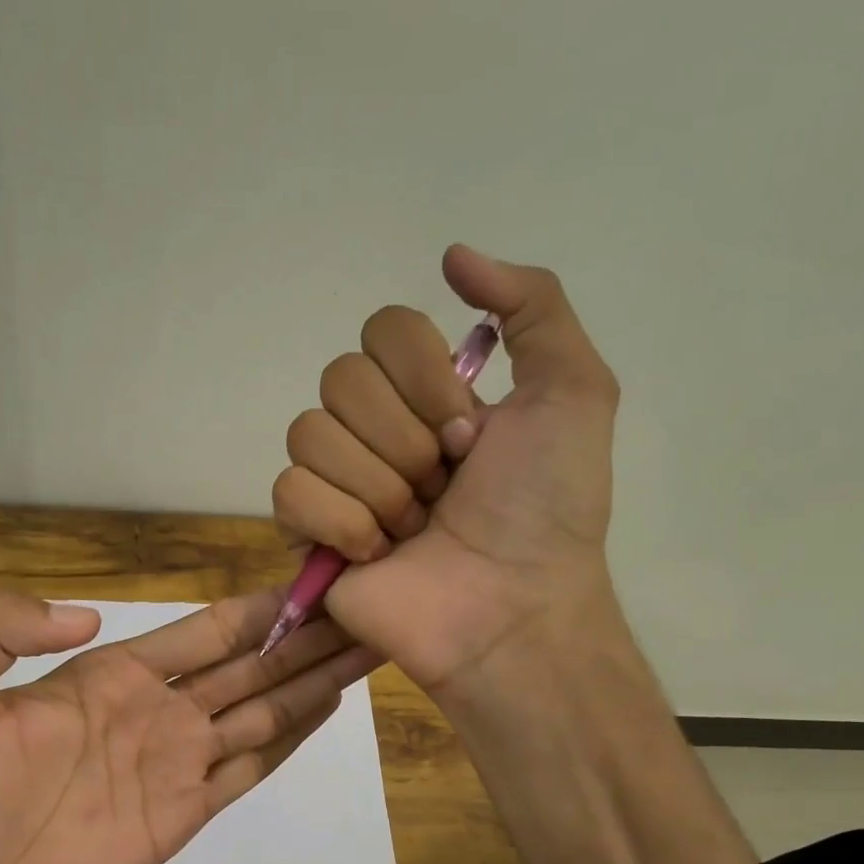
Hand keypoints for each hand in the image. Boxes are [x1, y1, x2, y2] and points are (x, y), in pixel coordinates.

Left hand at [0, 588, 378, 863]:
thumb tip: (88, 619)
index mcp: (109, 675)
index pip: (201, 631)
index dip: (255, 609)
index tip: (307, 585)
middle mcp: (154, 712)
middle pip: (247, 665)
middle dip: (302, 638)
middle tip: (361, 610)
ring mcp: (172, 766)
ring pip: (260, 711)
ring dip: (310, 682)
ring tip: (362, 651)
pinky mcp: (180, 818)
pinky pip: (246, 769)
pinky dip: (288, 739)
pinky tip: (324, 711)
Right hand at [272, 244, 623, 695]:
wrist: (513, 607)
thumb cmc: (546, 508)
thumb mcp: (574, 391)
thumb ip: (532, 304)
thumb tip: (451, 255)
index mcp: (426, 393)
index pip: (381, 329)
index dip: (424, 379)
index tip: (470, 436)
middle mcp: (375, 428)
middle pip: (339, 379)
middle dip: (404, 440)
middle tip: (444, 486)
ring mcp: (336, 481)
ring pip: (308, 433)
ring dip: (378, 486)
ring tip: (415, 528)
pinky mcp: (306, 533)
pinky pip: (289, 491)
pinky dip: (341, 523)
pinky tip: (377, 553)